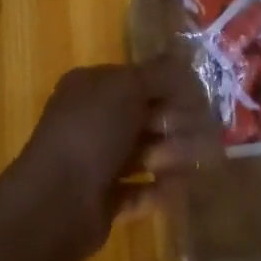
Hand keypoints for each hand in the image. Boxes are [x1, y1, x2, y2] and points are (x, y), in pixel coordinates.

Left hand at [11, 55, 206, 260]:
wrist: (57, 200)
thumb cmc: (92, 129)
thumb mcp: (128, 87)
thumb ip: (158, 74)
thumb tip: (184, 59)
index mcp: (90, 87)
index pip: (134, 80)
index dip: (165, 86)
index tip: (197, 96)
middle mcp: (89, 120)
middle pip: (139, 117)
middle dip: (172, 123)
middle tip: (203, 130)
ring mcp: (93, 162)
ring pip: (140, 153)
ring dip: (169, 155)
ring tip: (196, 161)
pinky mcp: (100, 201)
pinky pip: (136, 190)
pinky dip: (157, 190)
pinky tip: (179, 189)